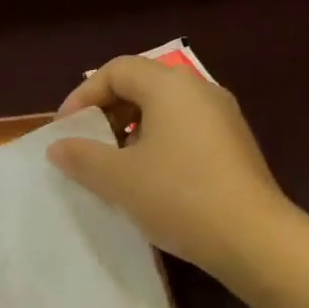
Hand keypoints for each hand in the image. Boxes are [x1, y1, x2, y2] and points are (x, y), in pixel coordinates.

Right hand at [48, 54, 289, 276]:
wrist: (251, 237)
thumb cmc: (178, 197)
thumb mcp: (119, 179)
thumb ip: (82, 158)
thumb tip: (58, 147)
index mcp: (171, 86)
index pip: (117, 70)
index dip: (83, 95)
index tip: (65, 130)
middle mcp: (201, 91)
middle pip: (143, 86)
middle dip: (107, 113)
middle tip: (86, 147)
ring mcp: (223, 118)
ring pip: (165, 111)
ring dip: (131, 132)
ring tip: (114, 167)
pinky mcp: (234, 146)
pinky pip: (185, 132)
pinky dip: (158, 145)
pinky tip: (149, 181)